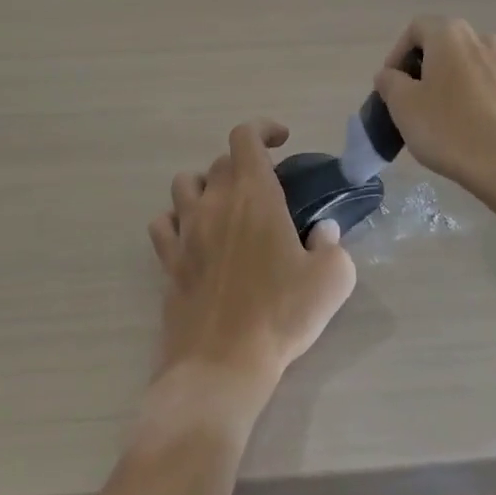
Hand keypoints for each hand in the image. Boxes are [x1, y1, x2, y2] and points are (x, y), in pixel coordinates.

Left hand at [147, 120, 356, 407]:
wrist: (221, 366)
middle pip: (219, 161)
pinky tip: (195, 236)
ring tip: (226, 207)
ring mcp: (186, 231)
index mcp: (254, 195)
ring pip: (184, 184)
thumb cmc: (281, 316)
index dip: (263, 129)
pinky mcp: (168, 261)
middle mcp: (214, 203)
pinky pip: (162, 223)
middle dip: (244, 164)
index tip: (282, 140)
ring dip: (206, 185)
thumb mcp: (332, 278)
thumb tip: (322, 231)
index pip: (245, 137)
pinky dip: (177, 220)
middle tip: (266, 190)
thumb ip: (332, 244)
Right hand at [372, 17, 495, 203]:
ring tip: (430, 116)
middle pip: (439, 44)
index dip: (396, 55)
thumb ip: (389, 82)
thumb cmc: (449, 128)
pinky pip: (478, 83)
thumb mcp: (403, 105)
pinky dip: (463, 96)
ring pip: (460, 64)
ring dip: (441, 82)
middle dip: (418, 69)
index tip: (389, 86)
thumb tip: (390, 75)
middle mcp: (479, 38)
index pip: (414, 29)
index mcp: (450, 34)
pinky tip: (457, 126)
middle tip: (405, 101)